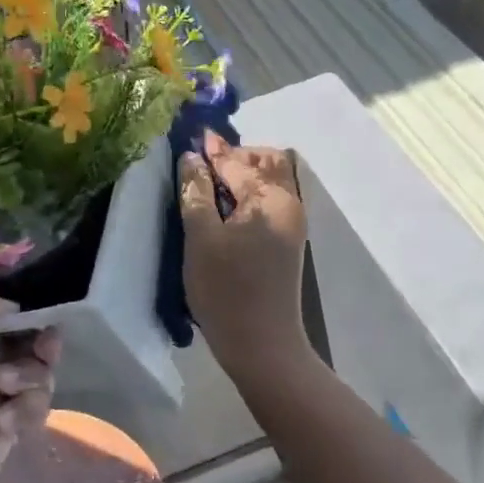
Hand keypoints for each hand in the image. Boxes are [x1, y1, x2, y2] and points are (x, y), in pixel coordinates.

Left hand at [0, 287, 58, 482]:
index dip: (17, 311)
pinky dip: (28, 410)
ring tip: (7, 389)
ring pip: (30, 374)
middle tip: (46, 345)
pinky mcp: (0, 438)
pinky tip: (7, 423)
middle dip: (34, 341)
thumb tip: (9, 300)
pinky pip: (31, 410)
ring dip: (31, 375)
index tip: (41, 311)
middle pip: (17, 342)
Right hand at [178, 135, 311, 375]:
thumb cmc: (226, 290)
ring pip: (271, 180)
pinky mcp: (288, 242)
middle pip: (268, 161)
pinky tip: (225, 209)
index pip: (237, 160)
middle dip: (235, 156)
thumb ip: (196, 192)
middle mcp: (289, 203)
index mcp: (270, 198)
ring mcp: (293, 223)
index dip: (211, 149)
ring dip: (243, 174)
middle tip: (202, 167)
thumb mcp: (201, 238)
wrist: (263, 345)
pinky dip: (250, 194)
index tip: (190, 136)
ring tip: (210, 187)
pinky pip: (270, 201)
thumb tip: (191, 158)